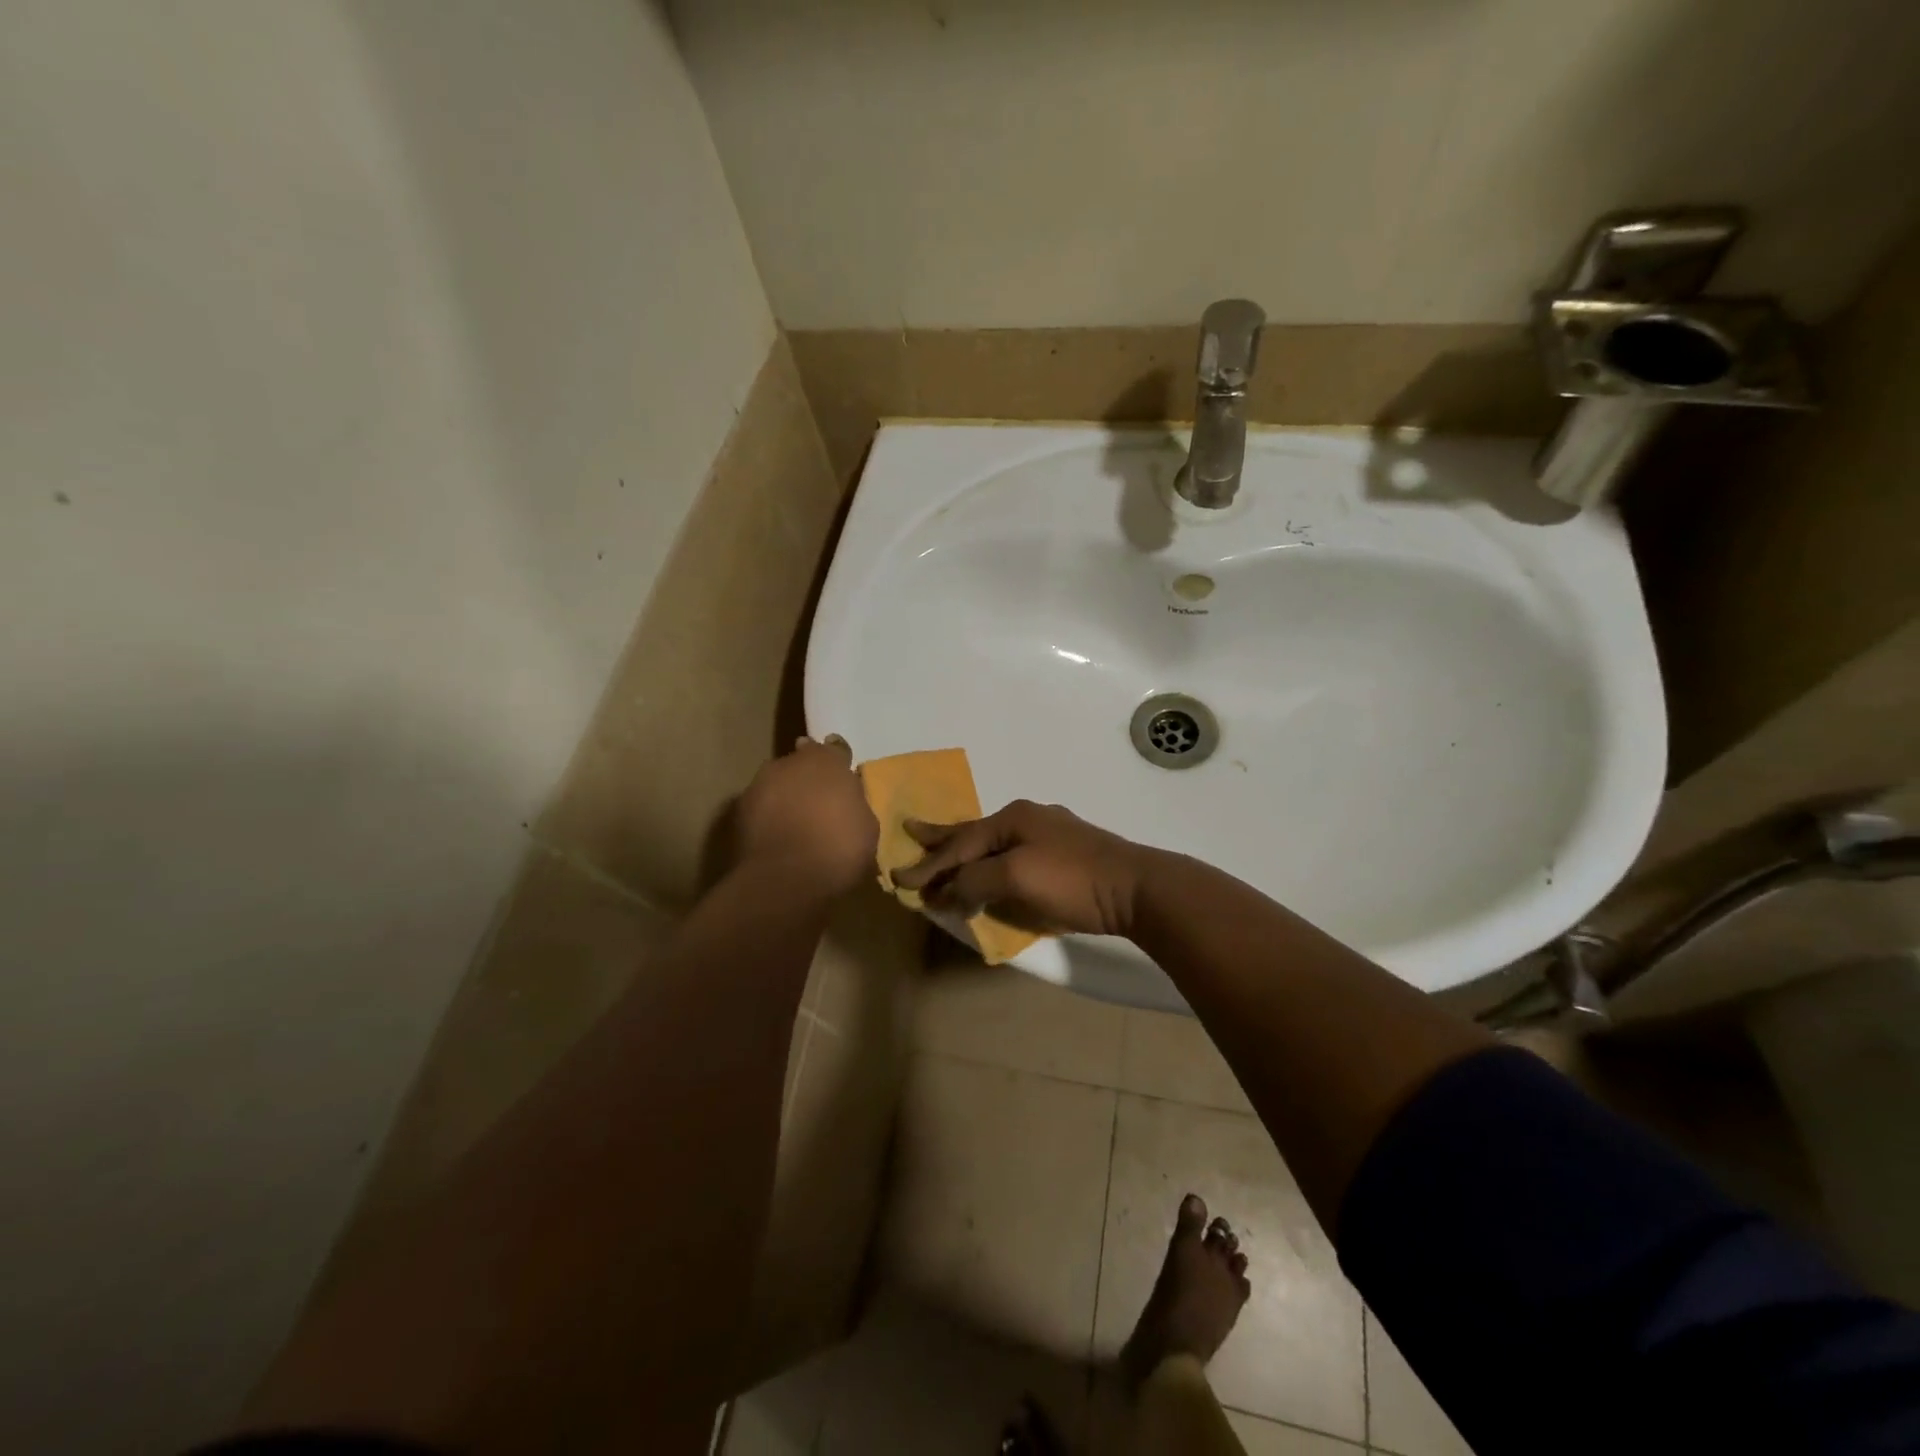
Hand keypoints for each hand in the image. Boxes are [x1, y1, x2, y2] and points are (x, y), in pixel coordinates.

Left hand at [736, 736, 878, 896]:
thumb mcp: (866, 825)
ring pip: (778, 785)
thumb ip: (853, 803)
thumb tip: (844, 800)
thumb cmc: (839, 848)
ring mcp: (759, 785)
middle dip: (808, 779)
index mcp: (827, 761)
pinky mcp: (739, 812)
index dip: (839, 762)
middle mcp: (790, 763)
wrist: (786, 879)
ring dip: (786, 797)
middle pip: (801, 764)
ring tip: (796, 824)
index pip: (835, 749)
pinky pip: (762, 809)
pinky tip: (779, 839)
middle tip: (819, 804)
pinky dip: (769, 818)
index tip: (842, 775)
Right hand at [891, 799, 1153, 937]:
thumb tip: (948, 890)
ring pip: (995, 844)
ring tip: (945, 852)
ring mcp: (1049, 834)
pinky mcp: (1066, 855)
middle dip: (941, 837)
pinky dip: (992, 863)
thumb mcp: (1015, 877)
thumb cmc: (1072, 878)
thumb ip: (975, 880)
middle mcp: (1028, 819)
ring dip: (967, 852)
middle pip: (974, 832)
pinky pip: (1014, 856)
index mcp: (1012, 817)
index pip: (960, 843)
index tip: (899, 880)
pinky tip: (992, 866)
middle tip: (910, 830)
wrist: (1137, 888)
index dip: (929, 864)